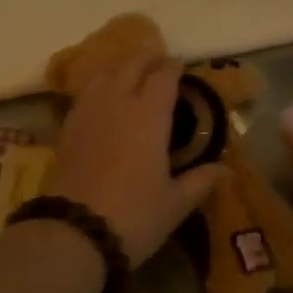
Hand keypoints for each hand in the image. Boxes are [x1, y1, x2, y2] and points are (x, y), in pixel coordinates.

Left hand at [44, 55, 227, 266]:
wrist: (74, 232)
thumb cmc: (134, 216)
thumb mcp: (175, 203)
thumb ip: (200, 181)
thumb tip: (225, 169)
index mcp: (149, 115)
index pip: (163, 76)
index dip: (173, 67)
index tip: (181, 66)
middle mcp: (118, 102)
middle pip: (131, 65)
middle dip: (147, 59)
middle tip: (159, 64)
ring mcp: (88, 112)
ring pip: (104, 74)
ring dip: (120, 68)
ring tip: (130, 76)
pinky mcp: (67, 127)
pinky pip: (85, 93)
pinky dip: (99, 87)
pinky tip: (103, 100)